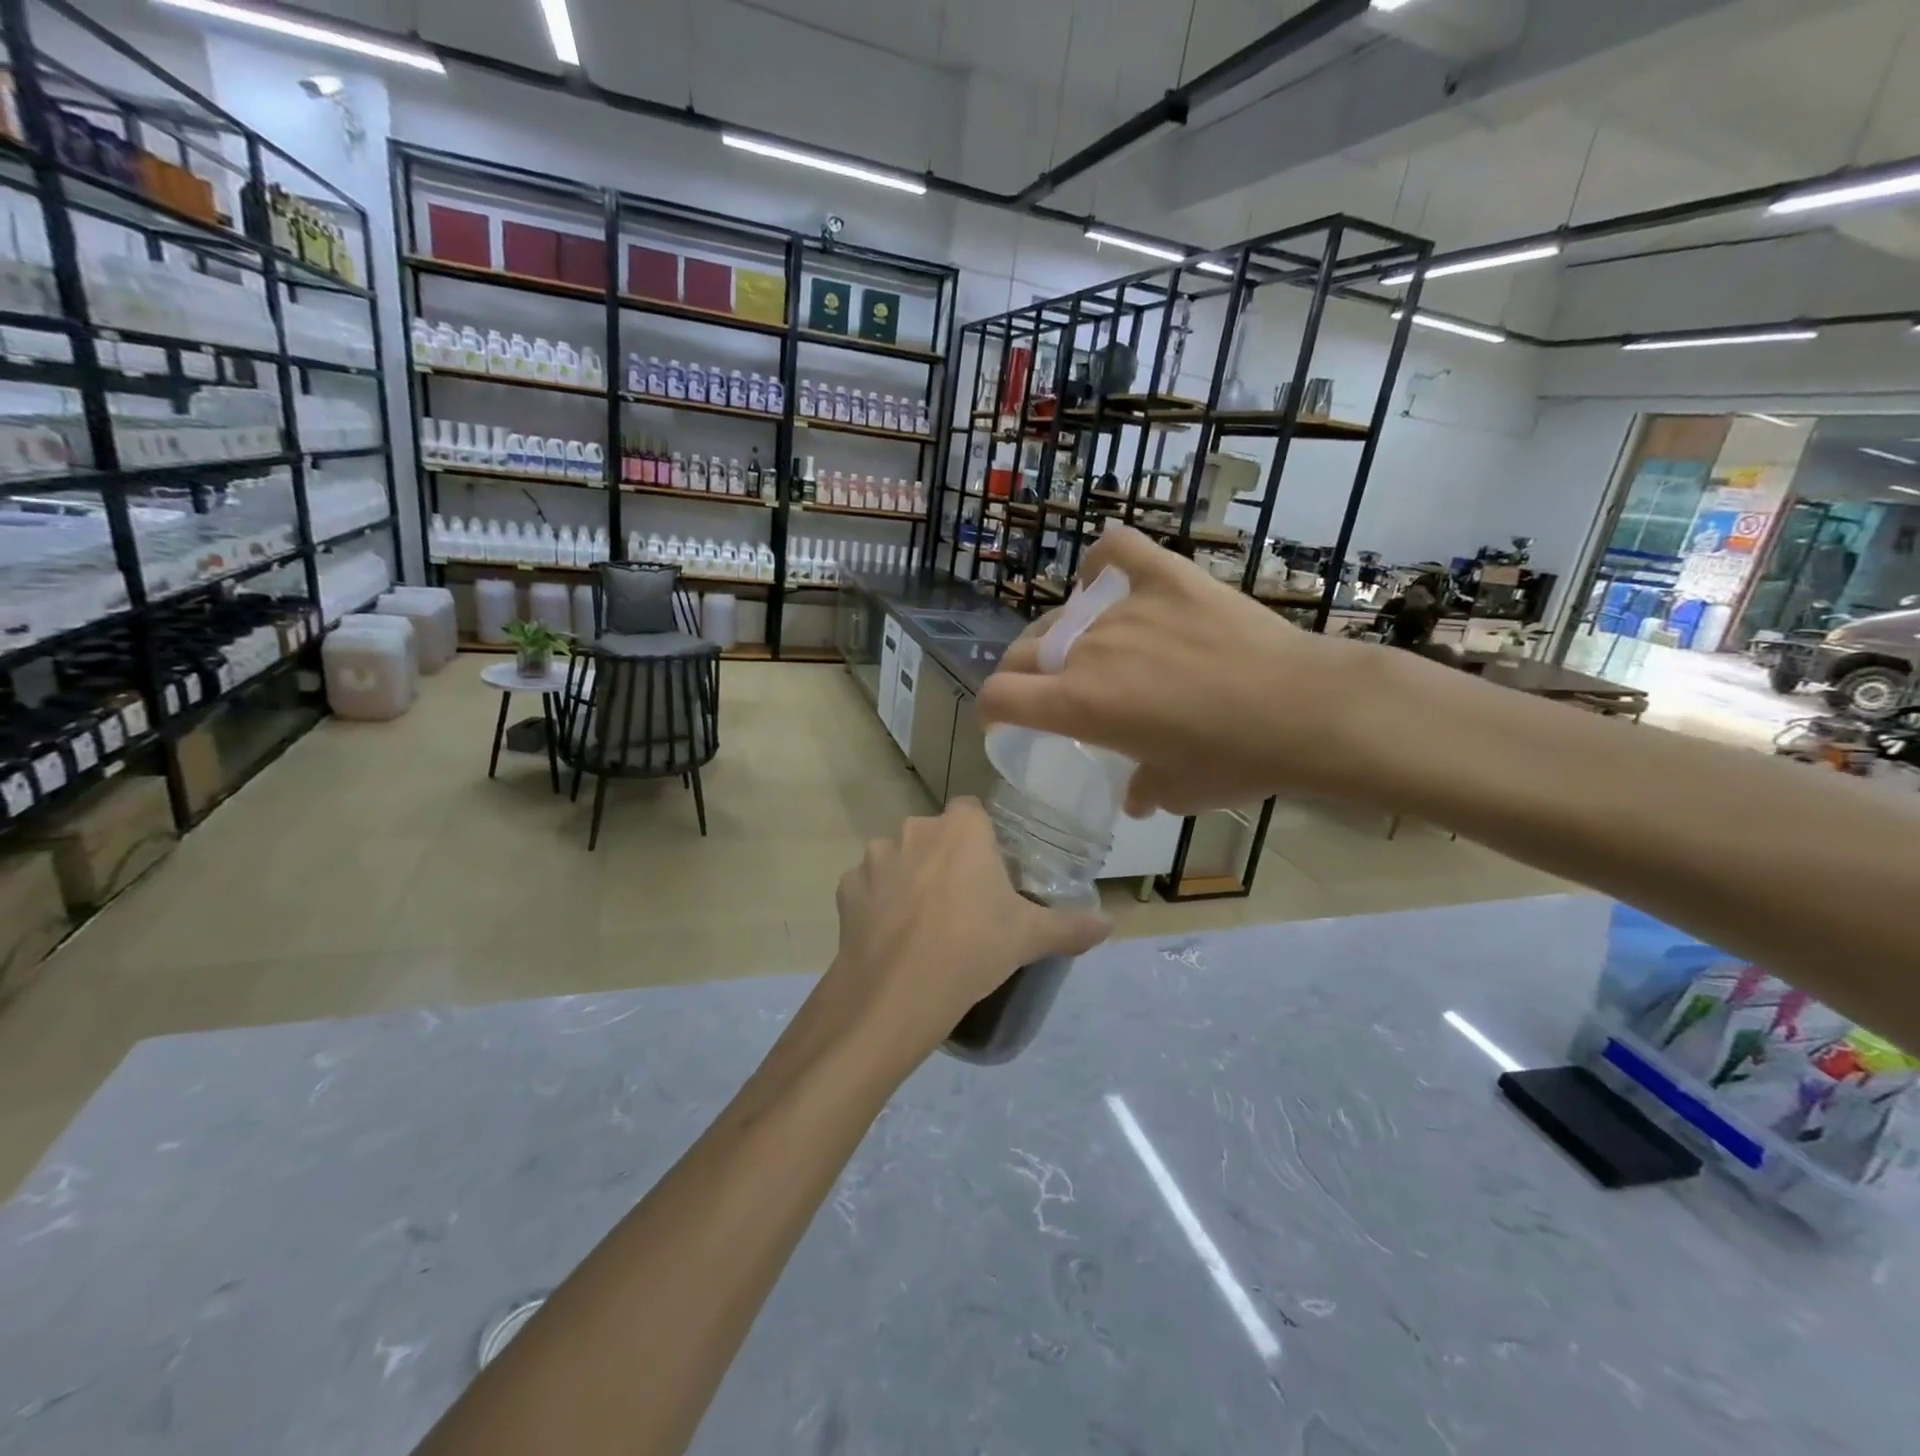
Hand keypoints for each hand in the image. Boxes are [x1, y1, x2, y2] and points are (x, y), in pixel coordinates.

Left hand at [805, 799, 1108, 1074]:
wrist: (897, 992)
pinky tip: (890, 936)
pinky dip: (877, 903)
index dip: (982, 840)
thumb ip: (1071, 925)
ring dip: (909, 879)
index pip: (973, 812)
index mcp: (962, 828)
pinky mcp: (846, 887)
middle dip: (946, 859)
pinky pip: (868, 887)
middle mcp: (915, 828)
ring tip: (923, 924)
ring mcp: (875, 856)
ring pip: (899, 858)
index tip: (991, 873)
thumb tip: (1109, 924)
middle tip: (963, 904)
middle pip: (935, 835)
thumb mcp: (1030, 938)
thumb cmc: (972, 949)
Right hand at [977, 526, 1401, 816]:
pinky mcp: (1167, 577)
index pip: (999, 695)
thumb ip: (1141, 790)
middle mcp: (1087, 650)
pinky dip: (1102, 562)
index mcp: (1078, 703)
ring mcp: (1125, 608)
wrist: (1305, 710)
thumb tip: (1135, 795)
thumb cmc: (1234, 760)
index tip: (1002, 719)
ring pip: (1069, 616)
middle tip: (1052, 692)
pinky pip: (1118, 551)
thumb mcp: (1176, 792)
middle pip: (1024, 651)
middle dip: (1024, 674)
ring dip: (1068, 638)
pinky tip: (1104, 578)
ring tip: (1097, 651)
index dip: (991, 709)